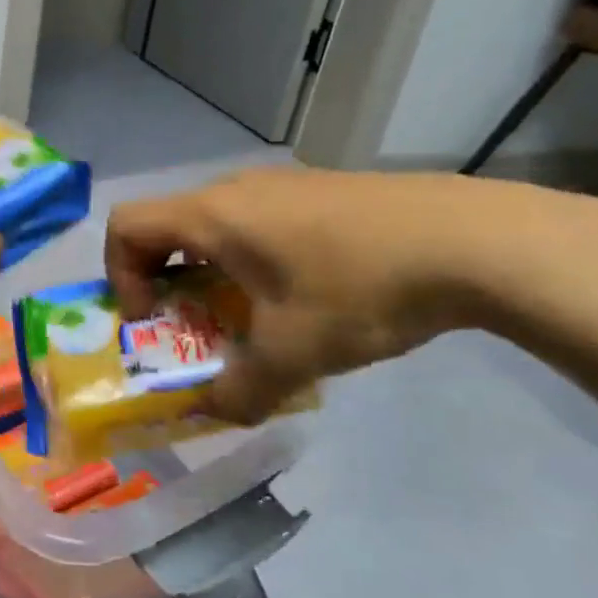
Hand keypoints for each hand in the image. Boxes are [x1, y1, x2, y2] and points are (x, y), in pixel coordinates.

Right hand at [105, 168, 597, 422]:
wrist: (476, 240)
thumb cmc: (361, 288)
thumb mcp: (293, 354)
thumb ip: (240, 391)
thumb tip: (215, 413)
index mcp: (212, 216)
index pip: (125, 226)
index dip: (121, 275)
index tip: (156, 318)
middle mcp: (235, 189)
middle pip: (166, 226)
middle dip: (165, 281)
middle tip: (196, 325)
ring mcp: (280, 184)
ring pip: (213, 225)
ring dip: (210, 272)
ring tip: (252, 315)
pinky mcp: (318, 190)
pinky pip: (256, 221)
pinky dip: (250, 258)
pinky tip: (305, 293)